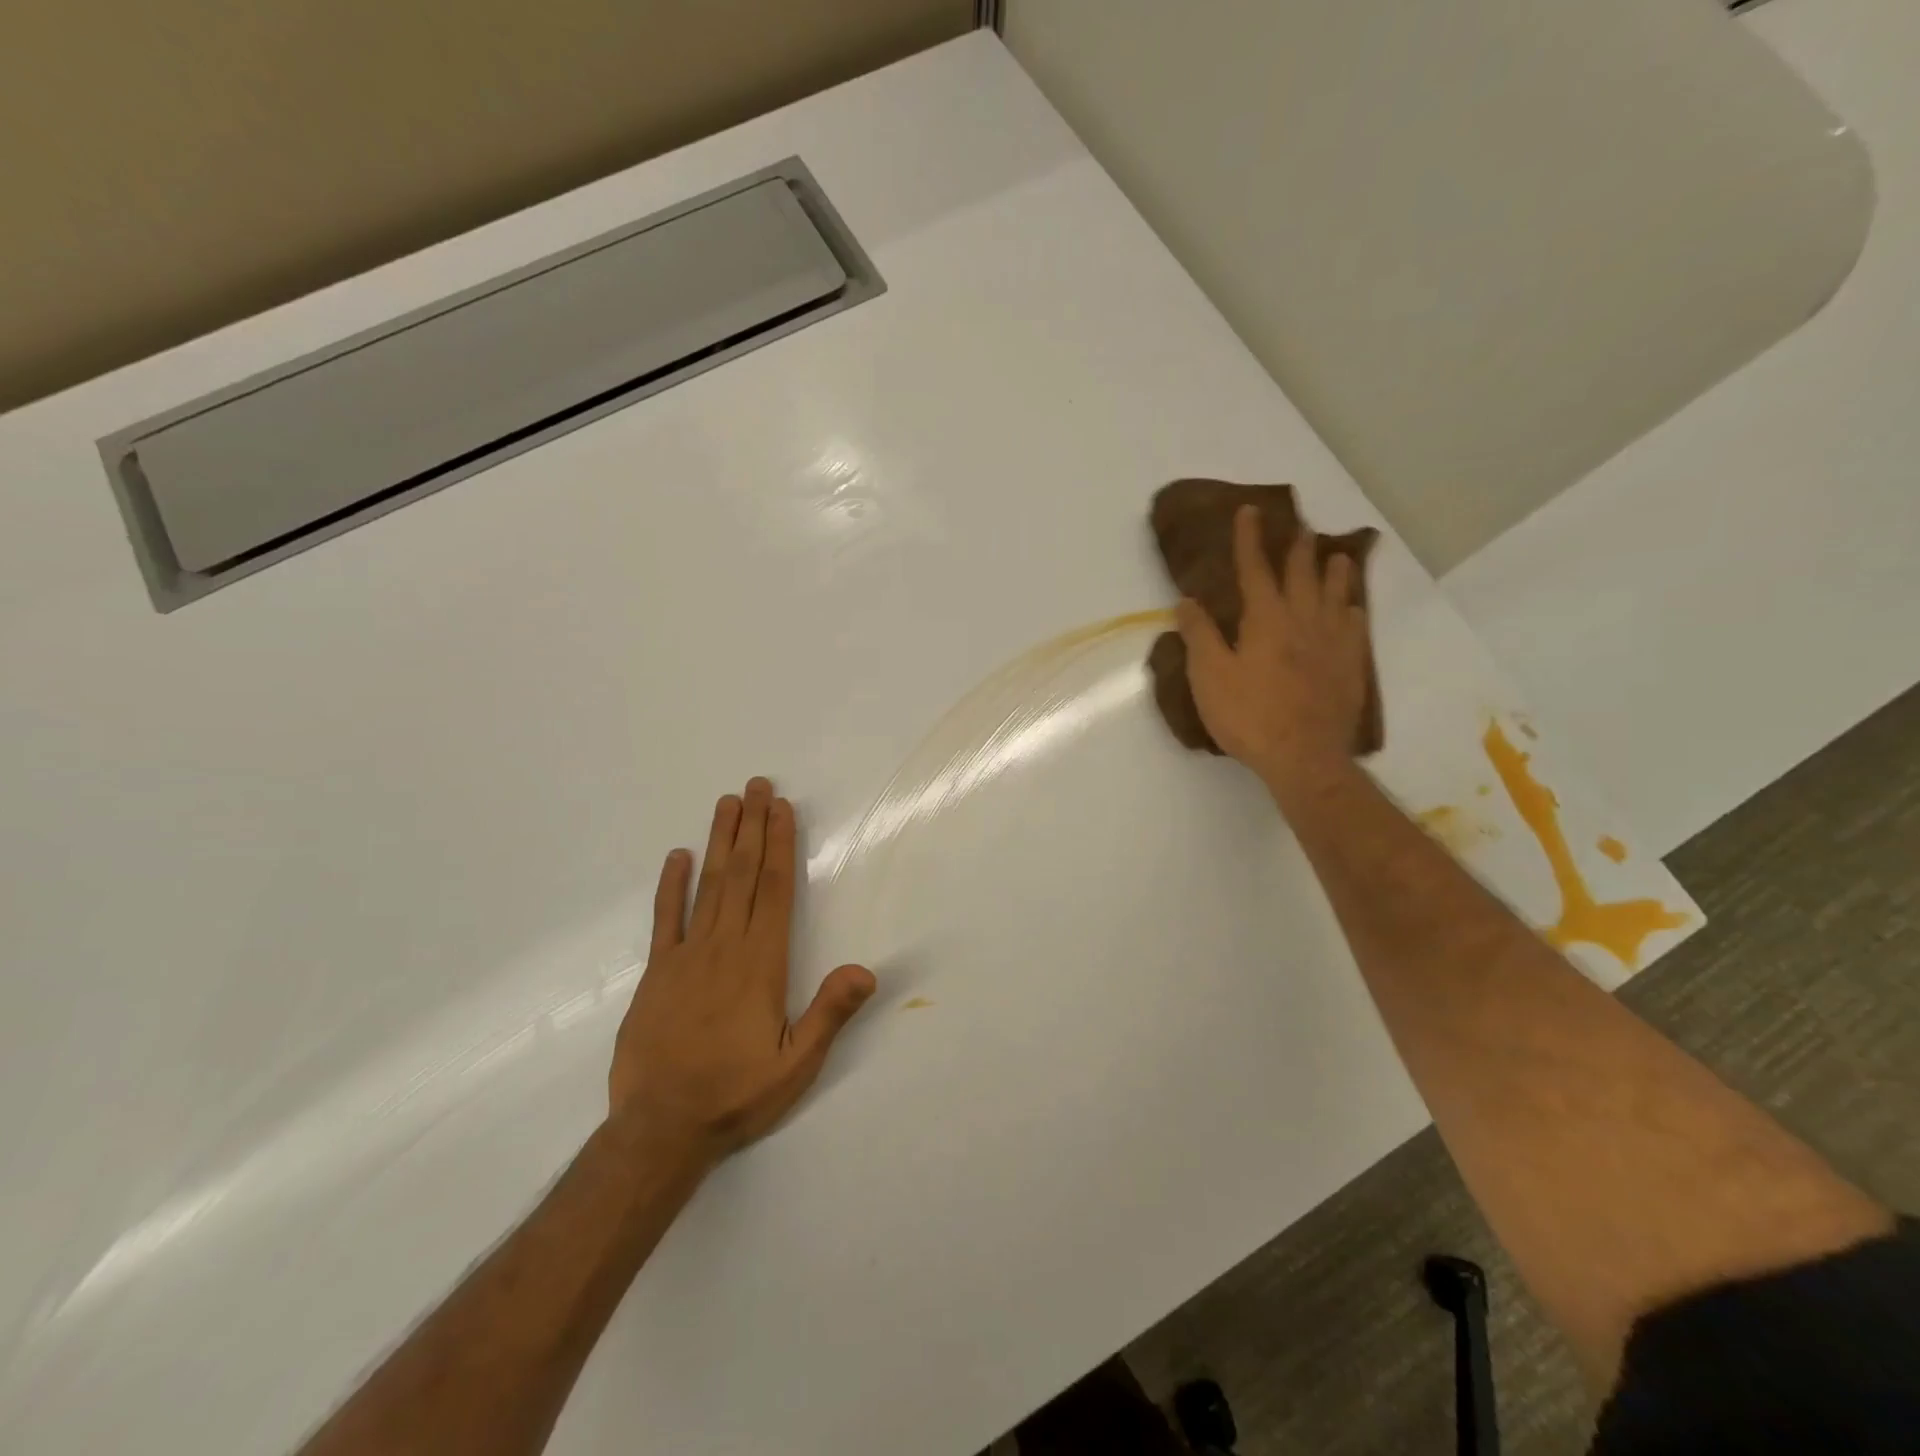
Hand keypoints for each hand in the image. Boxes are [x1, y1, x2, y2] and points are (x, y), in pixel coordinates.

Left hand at [608, 777, 875, 1165]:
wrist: (659, 1129)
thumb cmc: (736, 1095)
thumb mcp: (796, 1064)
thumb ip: (829, 1014)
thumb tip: (866, 969)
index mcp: (761, 963)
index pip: (774, 889)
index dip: (779, 845)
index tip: (781, 809)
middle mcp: (725, 947)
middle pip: (742, 874)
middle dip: (752, 827)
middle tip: (756, 785)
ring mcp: (686, 956)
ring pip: (707, 886)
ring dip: (719, 842)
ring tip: (726, 803)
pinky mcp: (657, 973)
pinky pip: (665, 920)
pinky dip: (671, 886)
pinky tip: (677, 857)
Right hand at [1176, 504, 1371, 793]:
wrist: (1304, 756)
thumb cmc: (1249, 715)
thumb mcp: (1209, 677)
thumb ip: (1199, 635)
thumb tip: (1187, 601)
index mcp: (1266, 619)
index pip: (1255, 569)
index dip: (1249, 539)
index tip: (1249, 511)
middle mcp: (1304, 621)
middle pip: (1302, 574)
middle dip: (1297, 547)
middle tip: (1300, 526)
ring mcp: (1332, 643)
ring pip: (1337, 596)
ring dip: (1335, 572)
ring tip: (1338, 556)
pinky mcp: (1350, 667)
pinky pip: (1355, 628)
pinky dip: (1352, 612)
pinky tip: (1354, 611)